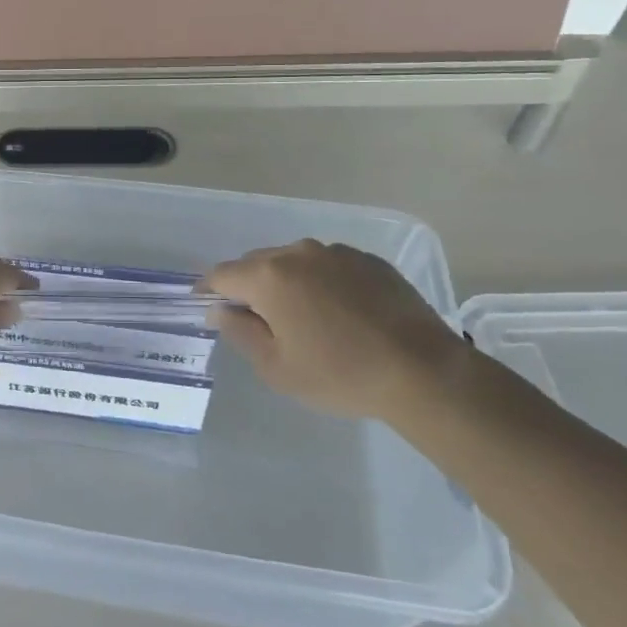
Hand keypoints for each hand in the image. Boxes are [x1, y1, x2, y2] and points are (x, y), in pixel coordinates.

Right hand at [202, 240, 469, 420]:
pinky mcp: (368, 260)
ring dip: (285, 281)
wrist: (422, 370)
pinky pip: (327, 265)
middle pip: (256, 263)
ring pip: (293, 261)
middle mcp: (299, 253)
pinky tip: (336, 311)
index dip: (208, 289)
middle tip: (252, 316)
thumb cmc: (340, 373)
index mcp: (269, 276)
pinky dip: (319, 282)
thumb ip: (241, 332)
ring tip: (297, 314)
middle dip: (247, 285)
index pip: (222, 274)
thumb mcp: (277, 367)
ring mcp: (336, 253)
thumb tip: (222, 310)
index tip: (203, 303)